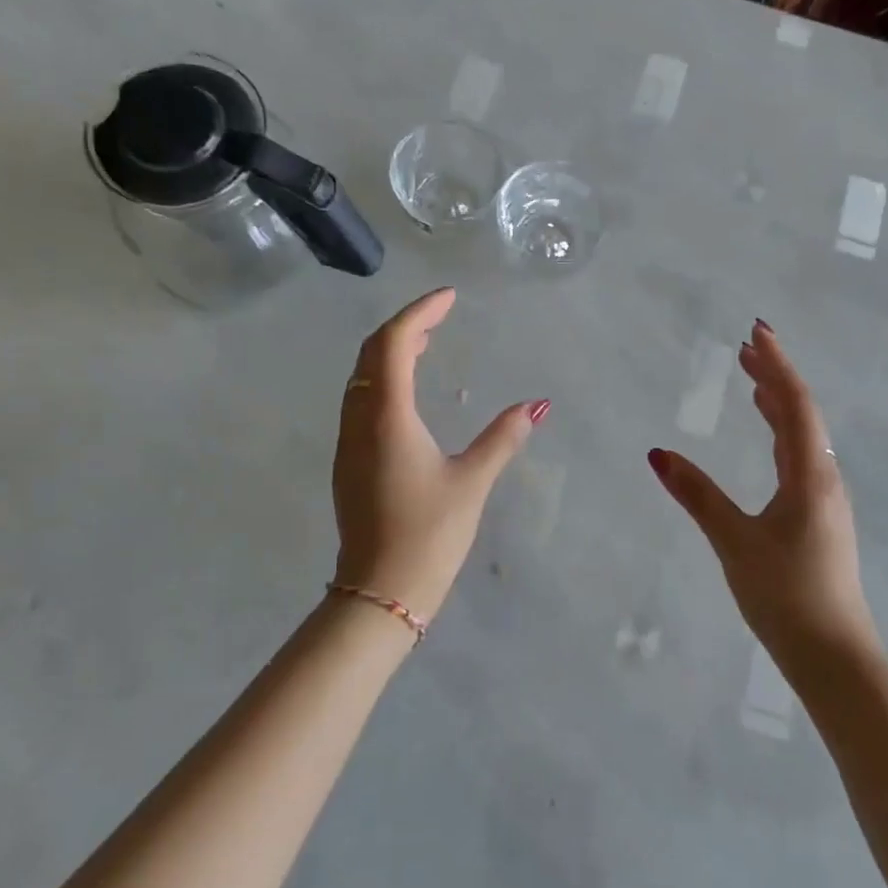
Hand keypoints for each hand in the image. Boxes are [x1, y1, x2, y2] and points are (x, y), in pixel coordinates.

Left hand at [332, 288, 548, 618]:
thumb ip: (503, 437)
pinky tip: (408, 389)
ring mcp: (348, 440)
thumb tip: (538, 404)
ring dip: (391, 350)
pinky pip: (361, 399)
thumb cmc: (429, 533)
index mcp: (388, 416)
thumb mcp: (472, 481)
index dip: (421, 312)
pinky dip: (383, 377)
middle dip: (406, 324)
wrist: (380, 591)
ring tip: (428, 341)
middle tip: (442, 313)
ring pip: (362, 376)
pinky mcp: (349, 460)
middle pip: (373, 352)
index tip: (450, 297)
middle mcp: (359, 419)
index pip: (396, 343)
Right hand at [648, 321, 875, 672]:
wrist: (834, 654)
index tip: (756, 330)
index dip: (775, 364)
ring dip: (779, 404)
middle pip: (802, 413)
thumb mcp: (734, 541)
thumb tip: (658, 454)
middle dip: (775, 376)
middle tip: (746, 348)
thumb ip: (697, 495)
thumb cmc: (784, 594)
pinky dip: (781, 433)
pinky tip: (769, 440)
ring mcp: (826, 498)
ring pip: (803, 436)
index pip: (794, 403)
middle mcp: (824, 477)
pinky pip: (801, 457)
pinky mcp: (820, 517)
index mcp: (809, 474)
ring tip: (753, 382)